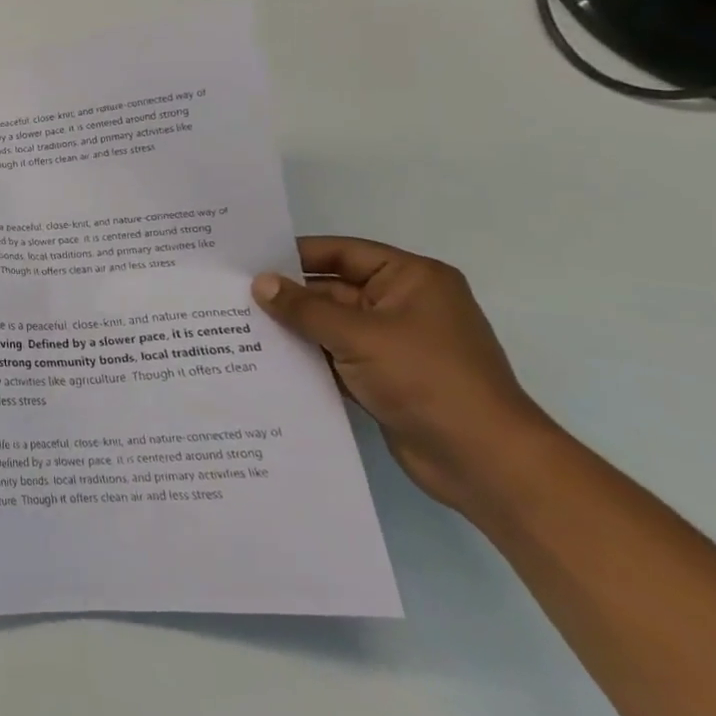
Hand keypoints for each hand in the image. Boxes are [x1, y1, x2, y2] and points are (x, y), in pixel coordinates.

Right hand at [252, 237, 556, 511]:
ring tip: (237, 326)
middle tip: (231, 294)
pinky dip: (308, 358)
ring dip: (294, 329)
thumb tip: (259, 283)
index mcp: (411, 279)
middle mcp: (404, 305)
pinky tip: (265, 360)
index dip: (295, 255)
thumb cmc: (427, 380)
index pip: (342, 253)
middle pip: (333, 290)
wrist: (485, 462)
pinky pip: (336, 357)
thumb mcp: (359, 336)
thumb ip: (304, 308)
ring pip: (331, 326)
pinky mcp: (385, 378)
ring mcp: (395, 344)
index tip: (247, 259)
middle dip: (288, 296)